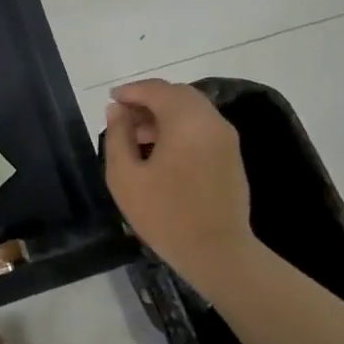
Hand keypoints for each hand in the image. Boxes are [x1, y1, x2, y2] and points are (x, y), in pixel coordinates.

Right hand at [104, 79, 258, 294]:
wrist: (218, 253)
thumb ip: (118, 136)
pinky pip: (202, 126)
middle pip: (177, 94)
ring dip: (165, 113)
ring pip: (192, 109)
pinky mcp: (231, 155)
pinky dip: (180, 126)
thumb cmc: (165, 214)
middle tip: (123, 116)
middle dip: (149, 99)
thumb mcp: (125, 176)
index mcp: (186, 121)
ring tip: (138, 136)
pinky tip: (162, 150)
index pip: (156, 90)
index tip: (111, 100)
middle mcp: (211, 121)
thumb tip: (116, 109)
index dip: (131, 91)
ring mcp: (226, 138)